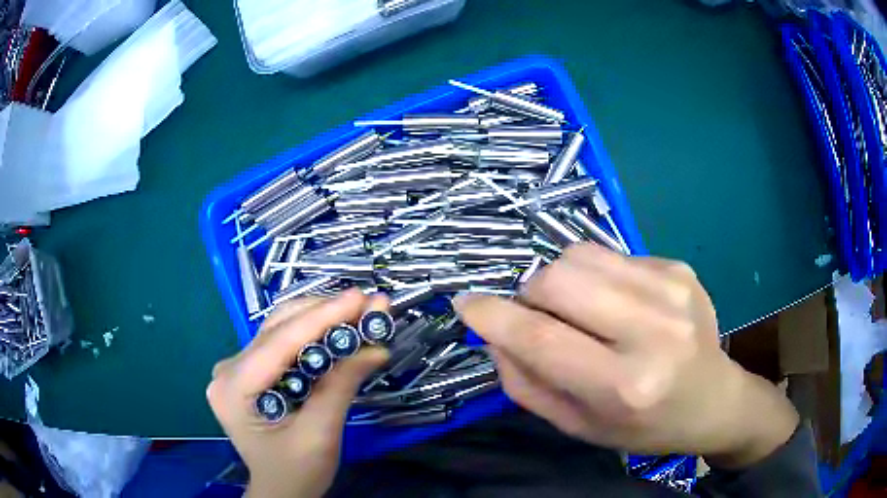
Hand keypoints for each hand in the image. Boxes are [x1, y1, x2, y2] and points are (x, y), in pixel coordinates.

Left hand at [207, 290, 388, 497]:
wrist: (281, 490)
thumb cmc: (297, 472)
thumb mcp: (320, 435)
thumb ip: (341, 387)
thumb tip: (376, 346)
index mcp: (233, 388)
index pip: (279, 343)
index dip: (322, 317)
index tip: (362, 298)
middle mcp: (228, 369)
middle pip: (278, 329)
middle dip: (325, 314)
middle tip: (369, 305)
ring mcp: (236, 368)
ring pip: (281, 329)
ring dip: (321, 319)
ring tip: (359, 313)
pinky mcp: (250, 371)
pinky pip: (282, 343)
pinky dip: (313, 334)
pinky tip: (337, 330)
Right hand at [454, 243, 797, 467]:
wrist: (713, 400)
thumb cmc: (643, 427)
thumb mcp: (578, 426)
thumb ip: (527, 383)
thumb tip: (494, 333)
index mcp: (626, 386)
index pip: (542, 339)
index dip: (493, 316)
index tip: (466, 304)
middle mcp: (654, 330)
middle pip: (559, 278)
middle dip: (531, 294)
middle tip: (540, 317)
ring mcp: (672, 290)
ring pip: (581, 254)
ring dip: (562, 280)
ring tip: (581, 310)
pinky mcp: (679, 268)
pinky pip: (612, 255)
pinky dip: (598, 277)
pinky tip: (619, 305)